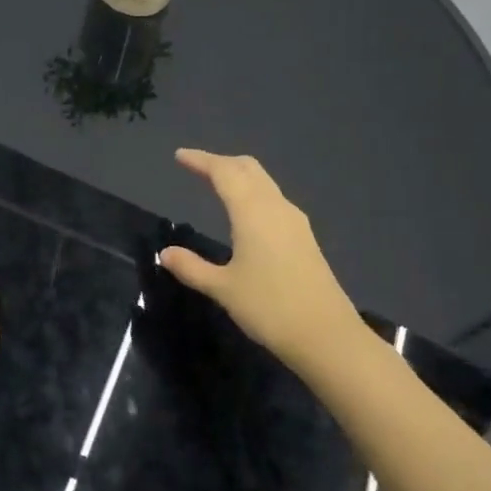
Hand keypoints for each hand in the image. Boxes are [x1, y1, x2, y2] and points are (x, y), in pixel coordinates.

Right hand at [160, 149, 363, 375]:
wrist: (324, 334)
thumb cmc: (269, 308)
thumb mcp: (222, 288)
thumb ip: (192, 268)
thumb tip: (165, 253)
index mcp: (253, 212)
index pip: (224, 173)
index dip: (201, 161)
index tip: (180, 156)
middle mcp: (276, 208)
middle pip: (249, 169)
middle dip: (221, 163)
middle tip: (197, 167)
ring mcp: (294, 222)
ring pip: (264, 183)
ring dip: (239, 177)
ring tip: (217, 184)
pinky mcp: (304, 238)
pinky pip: (273, 201)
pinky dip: (253, 194)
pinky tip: (244, 213)